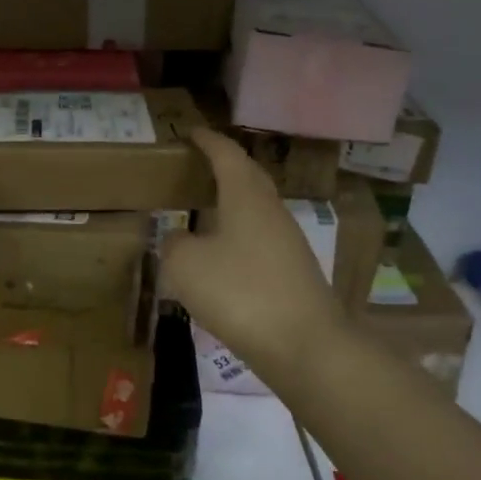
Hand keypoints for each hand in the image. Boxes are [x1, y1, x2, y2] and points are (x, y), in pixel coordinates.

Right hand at [159, 128, 340, 376]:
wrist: (306, 346)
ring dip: (234, 201)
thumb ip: (174, 245)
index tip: (192, 132)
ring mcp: (288, 242)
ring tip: (207, 207)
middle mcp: (271, 210)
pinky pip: (261, 238)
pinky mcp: (294, 272)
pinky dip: (240, 233)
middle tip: (200, 163)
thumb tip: (178, 239)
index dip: (208, 141)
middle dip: (226, 165)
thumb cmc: (241, 292)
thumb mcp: (186, 266)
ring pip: (257, 208)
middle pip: (249, 176)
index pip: (227, 154)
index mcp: (246, 196)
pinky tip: (224, 253)